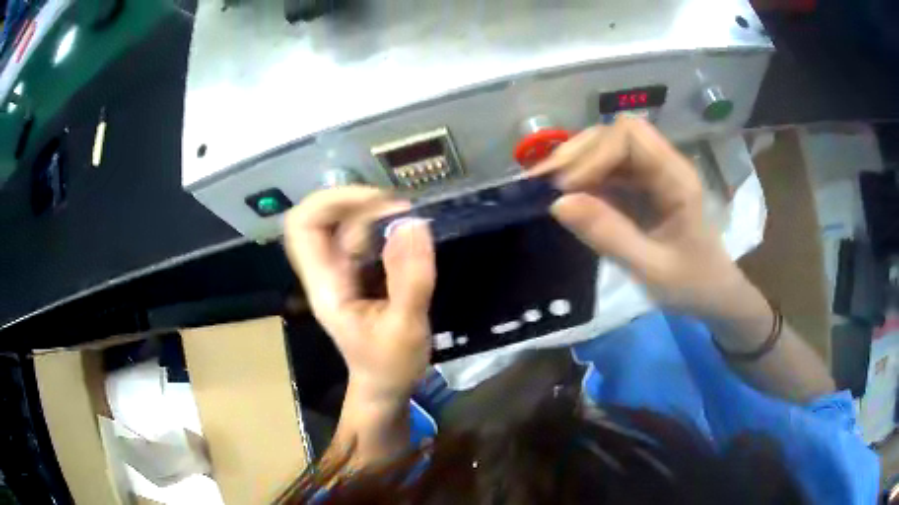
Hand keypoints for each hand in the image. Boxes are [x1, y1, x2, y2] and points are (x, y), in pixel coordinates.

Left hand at [284, 186, 435, 401]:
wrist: (386, 386)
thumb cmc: (390, 365)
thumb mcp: (406, 327)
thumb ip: (410, 278)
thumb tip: (413, 223)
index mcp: (326, 284)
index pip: (303, 226)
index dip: (332, 202)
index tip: (376, 202)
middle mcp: (327, 271)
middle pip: (322, 216)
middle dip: (359, 203)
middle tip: (400, 209)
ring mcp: (342, 270)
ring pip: (346, 223)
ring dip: (377, 214)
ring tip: (411, 222)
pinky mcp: (359, 273)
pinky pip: (366, 237)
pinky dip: (385, 227)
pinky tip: (409, 236)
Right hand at [535, 117, 753, 319]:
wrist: (713, 294)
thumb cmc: (693, 284)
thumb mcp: (652, 269)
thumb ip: (609, 236)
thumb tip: (557, 203)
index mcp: (676, 177)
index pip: (630, 136)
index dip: (594, 153)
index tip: (566, 188)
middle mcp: (663, 165)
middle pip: (614, 133)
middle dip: (576, 153)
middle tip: (541, 184)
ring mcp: (651, 174)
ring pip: (606, 148)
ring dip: (574, 163)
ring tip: (544, 188)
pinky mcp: (640, 187)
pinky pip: (606, 171)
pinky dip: (581, 179)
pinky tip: (564, 195)